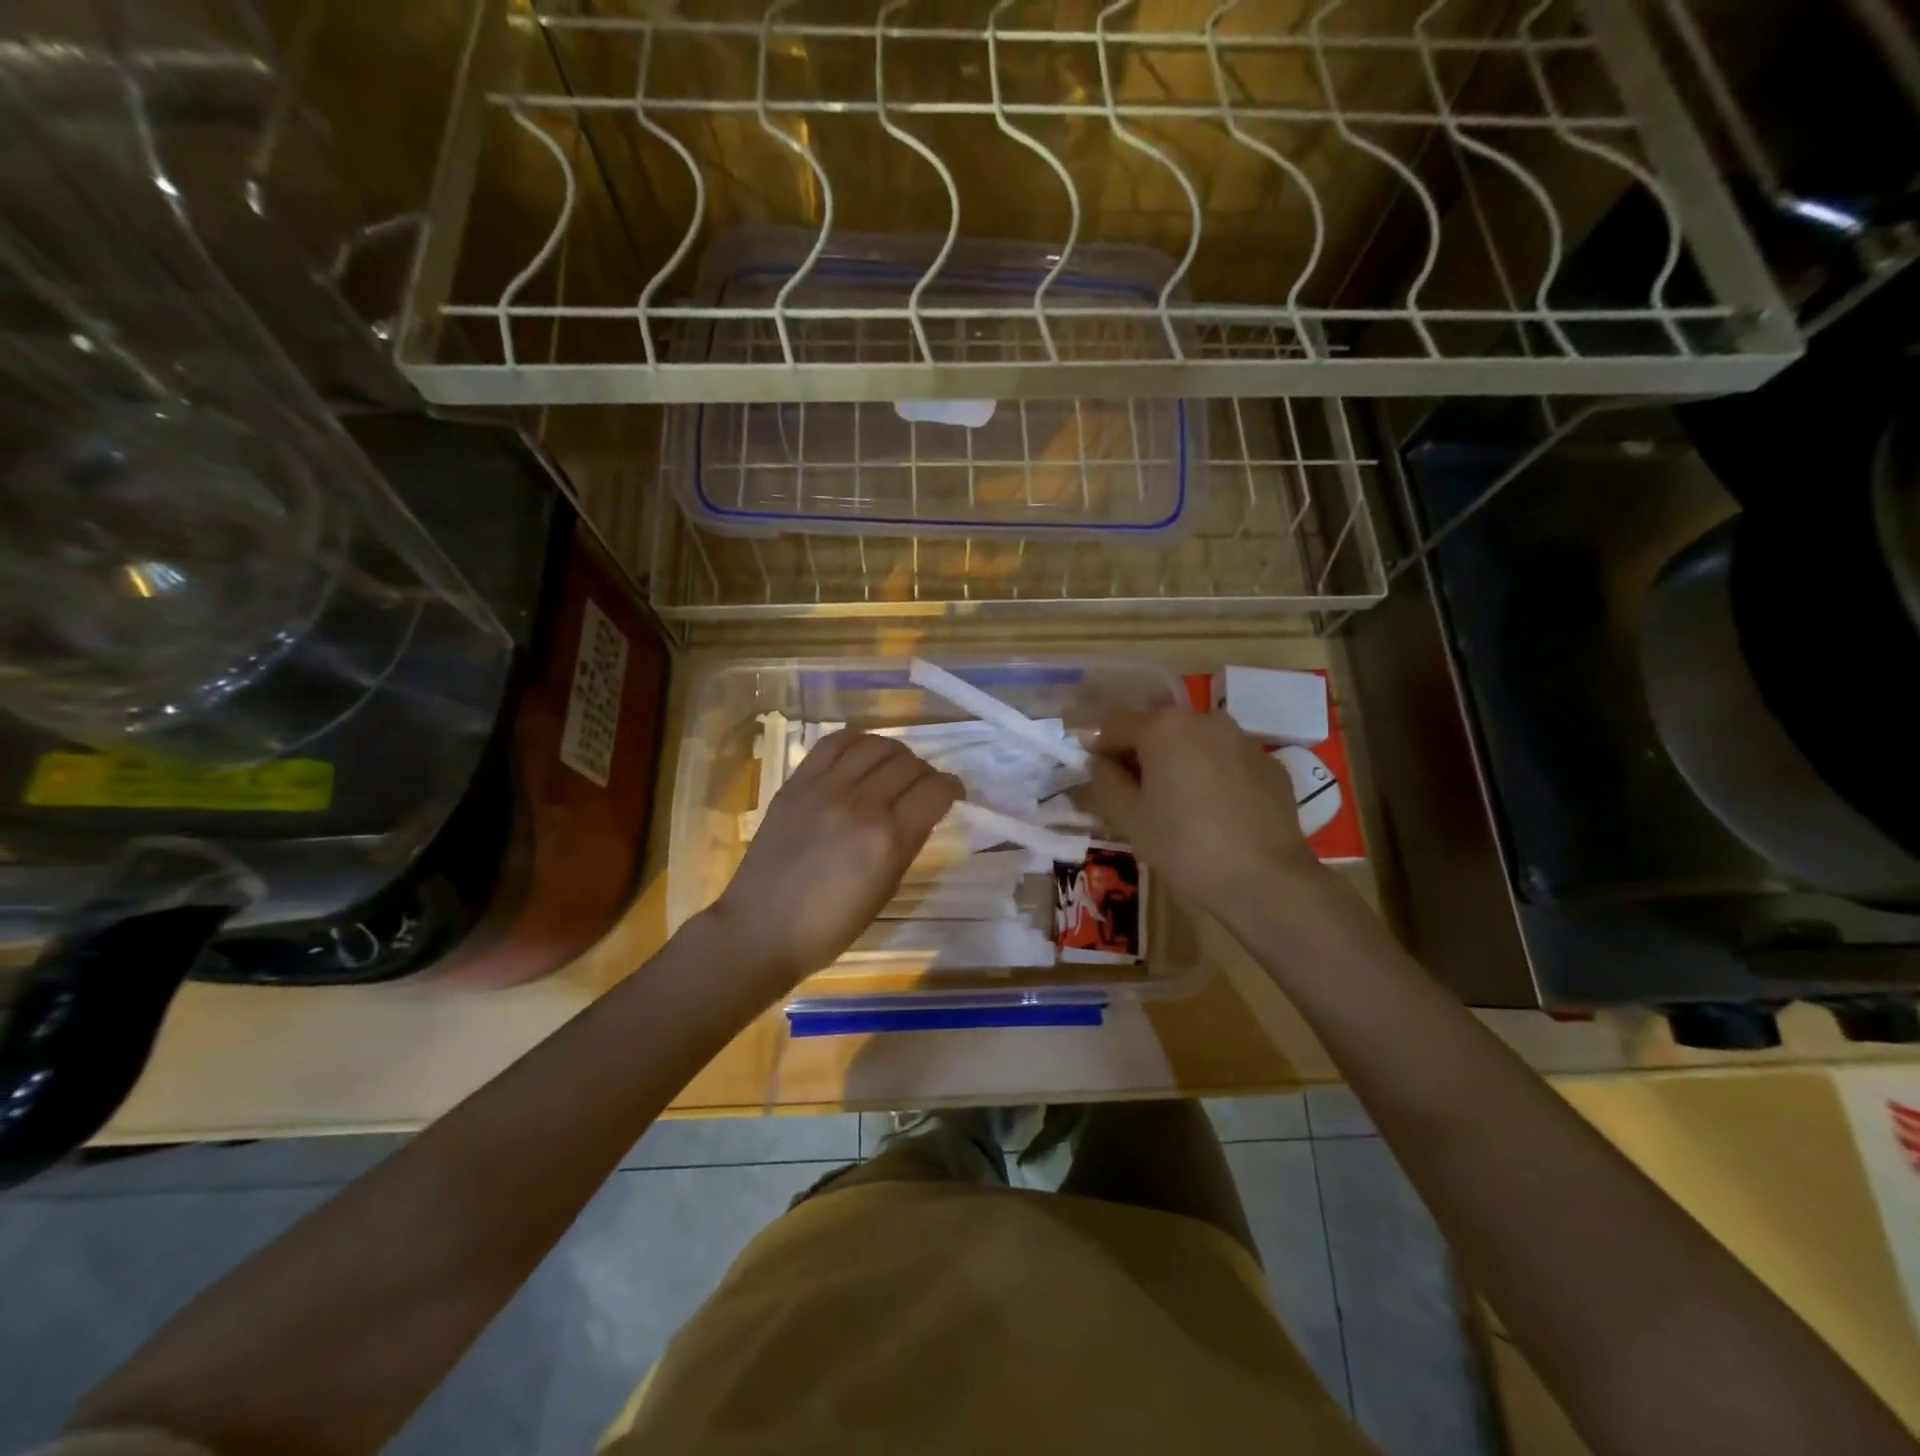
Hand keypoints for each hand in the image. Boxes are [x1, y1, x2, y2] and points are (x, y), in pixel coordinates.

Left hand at [707, 730, 961, 989]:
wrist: (760, 929)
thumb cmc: (829, 926)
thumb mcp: (885, 890)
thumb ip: (907, 843)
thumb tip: (922, 812)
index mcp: (889, 839)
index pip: (935, 790)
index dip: (953, 787)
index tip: (953, 793)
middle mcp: (861, 804)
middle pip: (909, 763)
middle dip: (926, 772)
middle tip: (922, 787)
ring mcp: (824, 788)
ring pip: (875, 745)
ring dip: (895, 753)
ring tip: (893, 768)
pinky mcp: (796, 783)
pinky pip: (834, 743)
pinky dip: (856, 742)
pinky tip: (861, 754)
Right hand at [1085, 706, 1329, 923]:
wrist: (1266, 881)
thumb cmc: (1184, 846)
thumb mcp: (1129, 818)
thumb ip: (1105, 781)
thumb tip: (1098, 762)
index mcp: (1164, 728)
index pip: (1115, 724)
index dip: (1098, 748)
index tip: (1094, 775)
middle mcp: (1205, 721)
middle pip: (1159, 729)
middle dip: (1141, 755)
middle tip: (1134, 795)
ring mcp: (1244, 741)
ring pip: (1196, 744)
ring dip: (1179, 764)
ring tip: (1177, 806)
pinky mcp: (1271, 765)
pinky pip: (1228, 762)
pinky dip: (1214, 777)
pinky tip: (1215, 814)